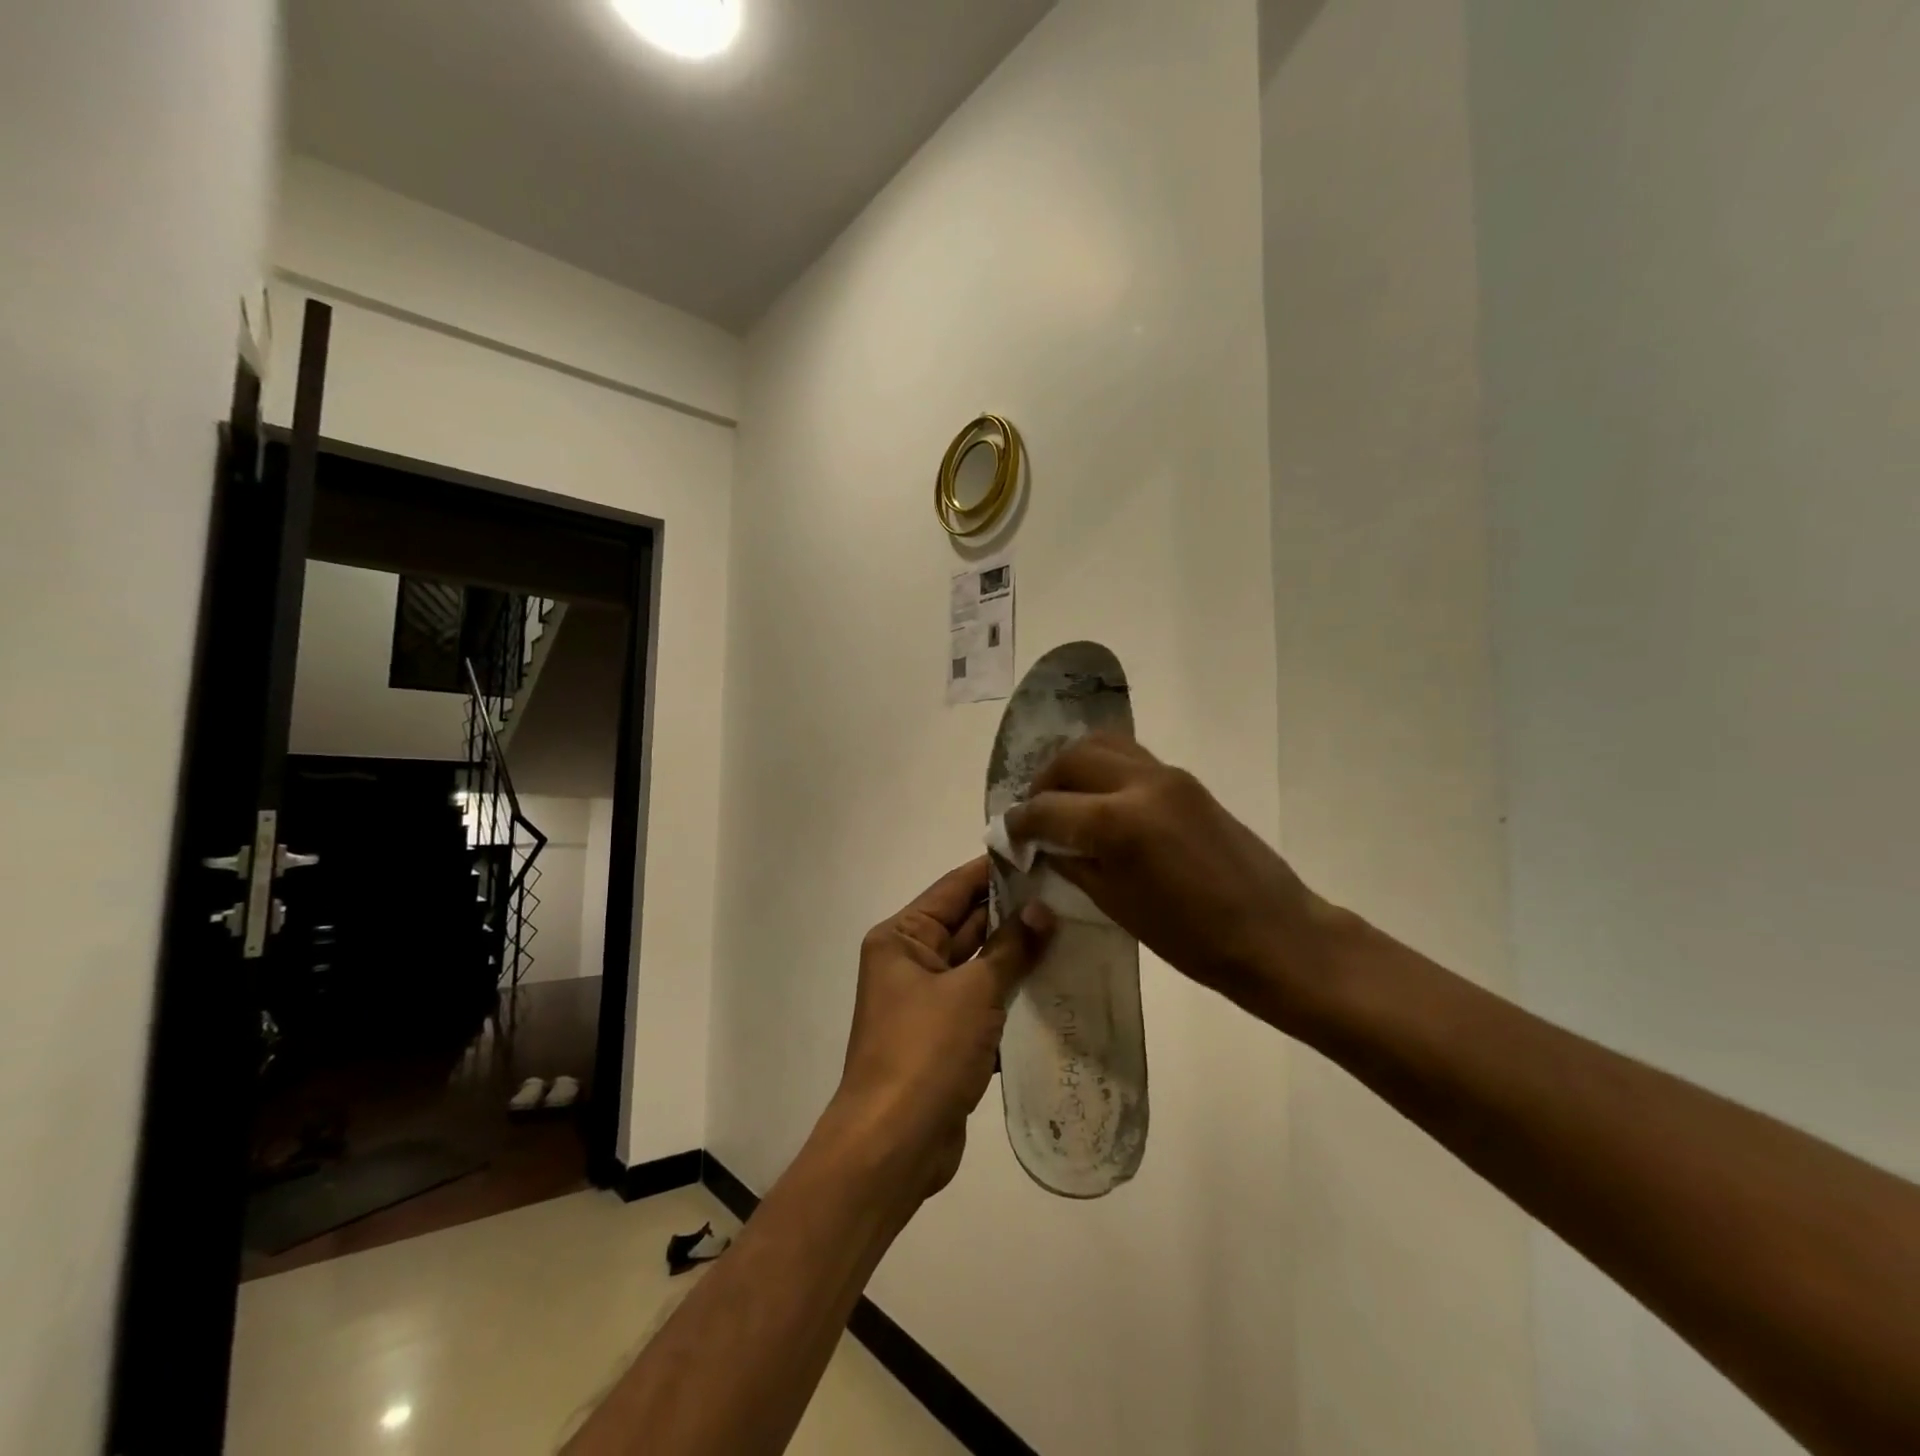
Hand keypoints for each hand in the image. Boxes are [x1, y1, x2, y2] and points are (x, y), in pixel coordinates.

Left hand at [836, 858, 1053, 1201]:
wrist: (893, 1147)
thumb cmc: (926, 1052)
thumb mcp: (973, 992)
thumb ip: (1010, 948)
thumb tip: (1042, 910)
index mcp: (902, 938)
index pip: (954, 888)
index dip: (995, 870)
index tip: (1040, 854)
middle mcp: (910, 963)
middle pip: (967, 924)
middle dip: (1014, 912)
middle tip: (1068, 893)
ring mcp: (927, 1002)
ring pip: (979, 964)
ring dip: (1017, 954)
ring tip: (1071, 931)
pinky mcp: (944, 1037)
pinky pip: (982, 1002)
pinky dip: (1011, 994)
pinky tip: (1055, 984)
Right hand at [1005, 734, 1348, 1029]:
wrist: (1274, 933)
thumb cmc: (1192, 939)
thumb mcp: (1117, 906)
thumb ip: (1074, 863)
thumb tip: (1044, 843)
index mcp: (1117, 823)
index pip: (1046, 808)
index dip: (1019, 823)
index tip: (1008, 834)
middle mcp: (1139, 784)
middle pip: (1070, 760)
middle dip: (1043, 784)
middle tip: (1035, 815)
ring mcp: (1167, 775)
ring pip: (1102, 745)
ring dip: (1072, 767)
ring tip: (1064, 800)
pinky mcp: (1186, 779)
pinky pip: (1130, 757)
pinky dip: (1103, 768)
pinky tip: (1100, 800)